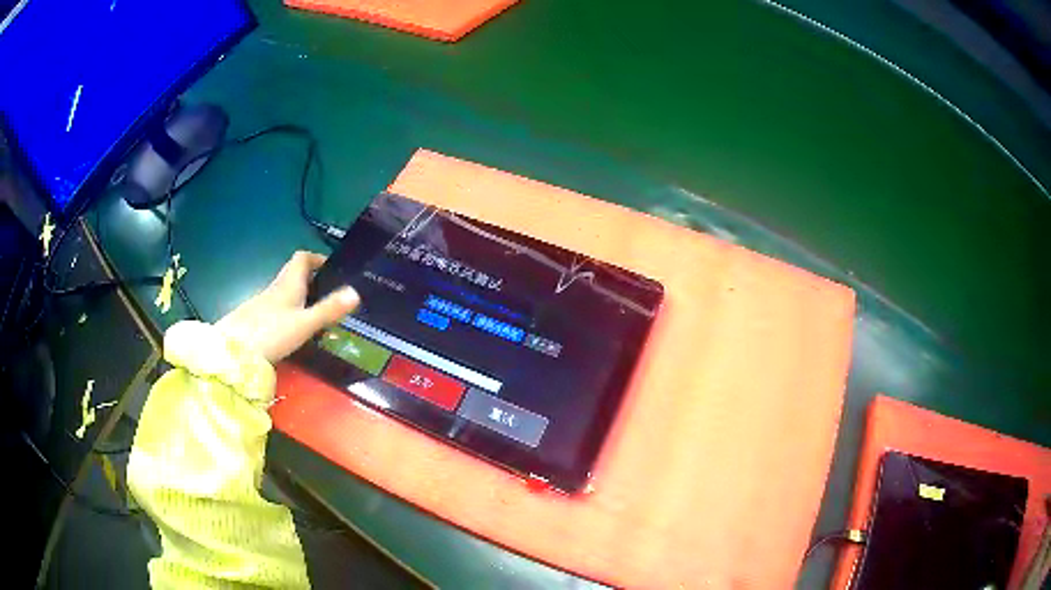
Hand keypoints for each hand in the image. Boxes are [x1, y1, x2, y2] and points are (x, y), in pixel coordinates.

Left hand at [217, 251, 358, 362]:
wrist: (232, 352)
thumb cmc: (271, 333)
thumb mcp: (305, 324)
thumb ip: (329, 310)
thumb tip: (356, 292)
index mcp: (288, 284)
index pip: (302, 259)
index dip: (316, 259)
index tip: (331, 268)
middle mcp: (275, 289)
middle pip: (293, 276)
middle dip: (310, 281)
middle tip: (328, 295)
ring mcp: (261, 305)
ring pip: (284, 294)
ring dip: (299, 298)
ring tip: (315, 316)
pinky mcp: (254, 321)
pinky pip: (275, 310)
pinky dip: (287, 314)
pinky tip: (292, 332)